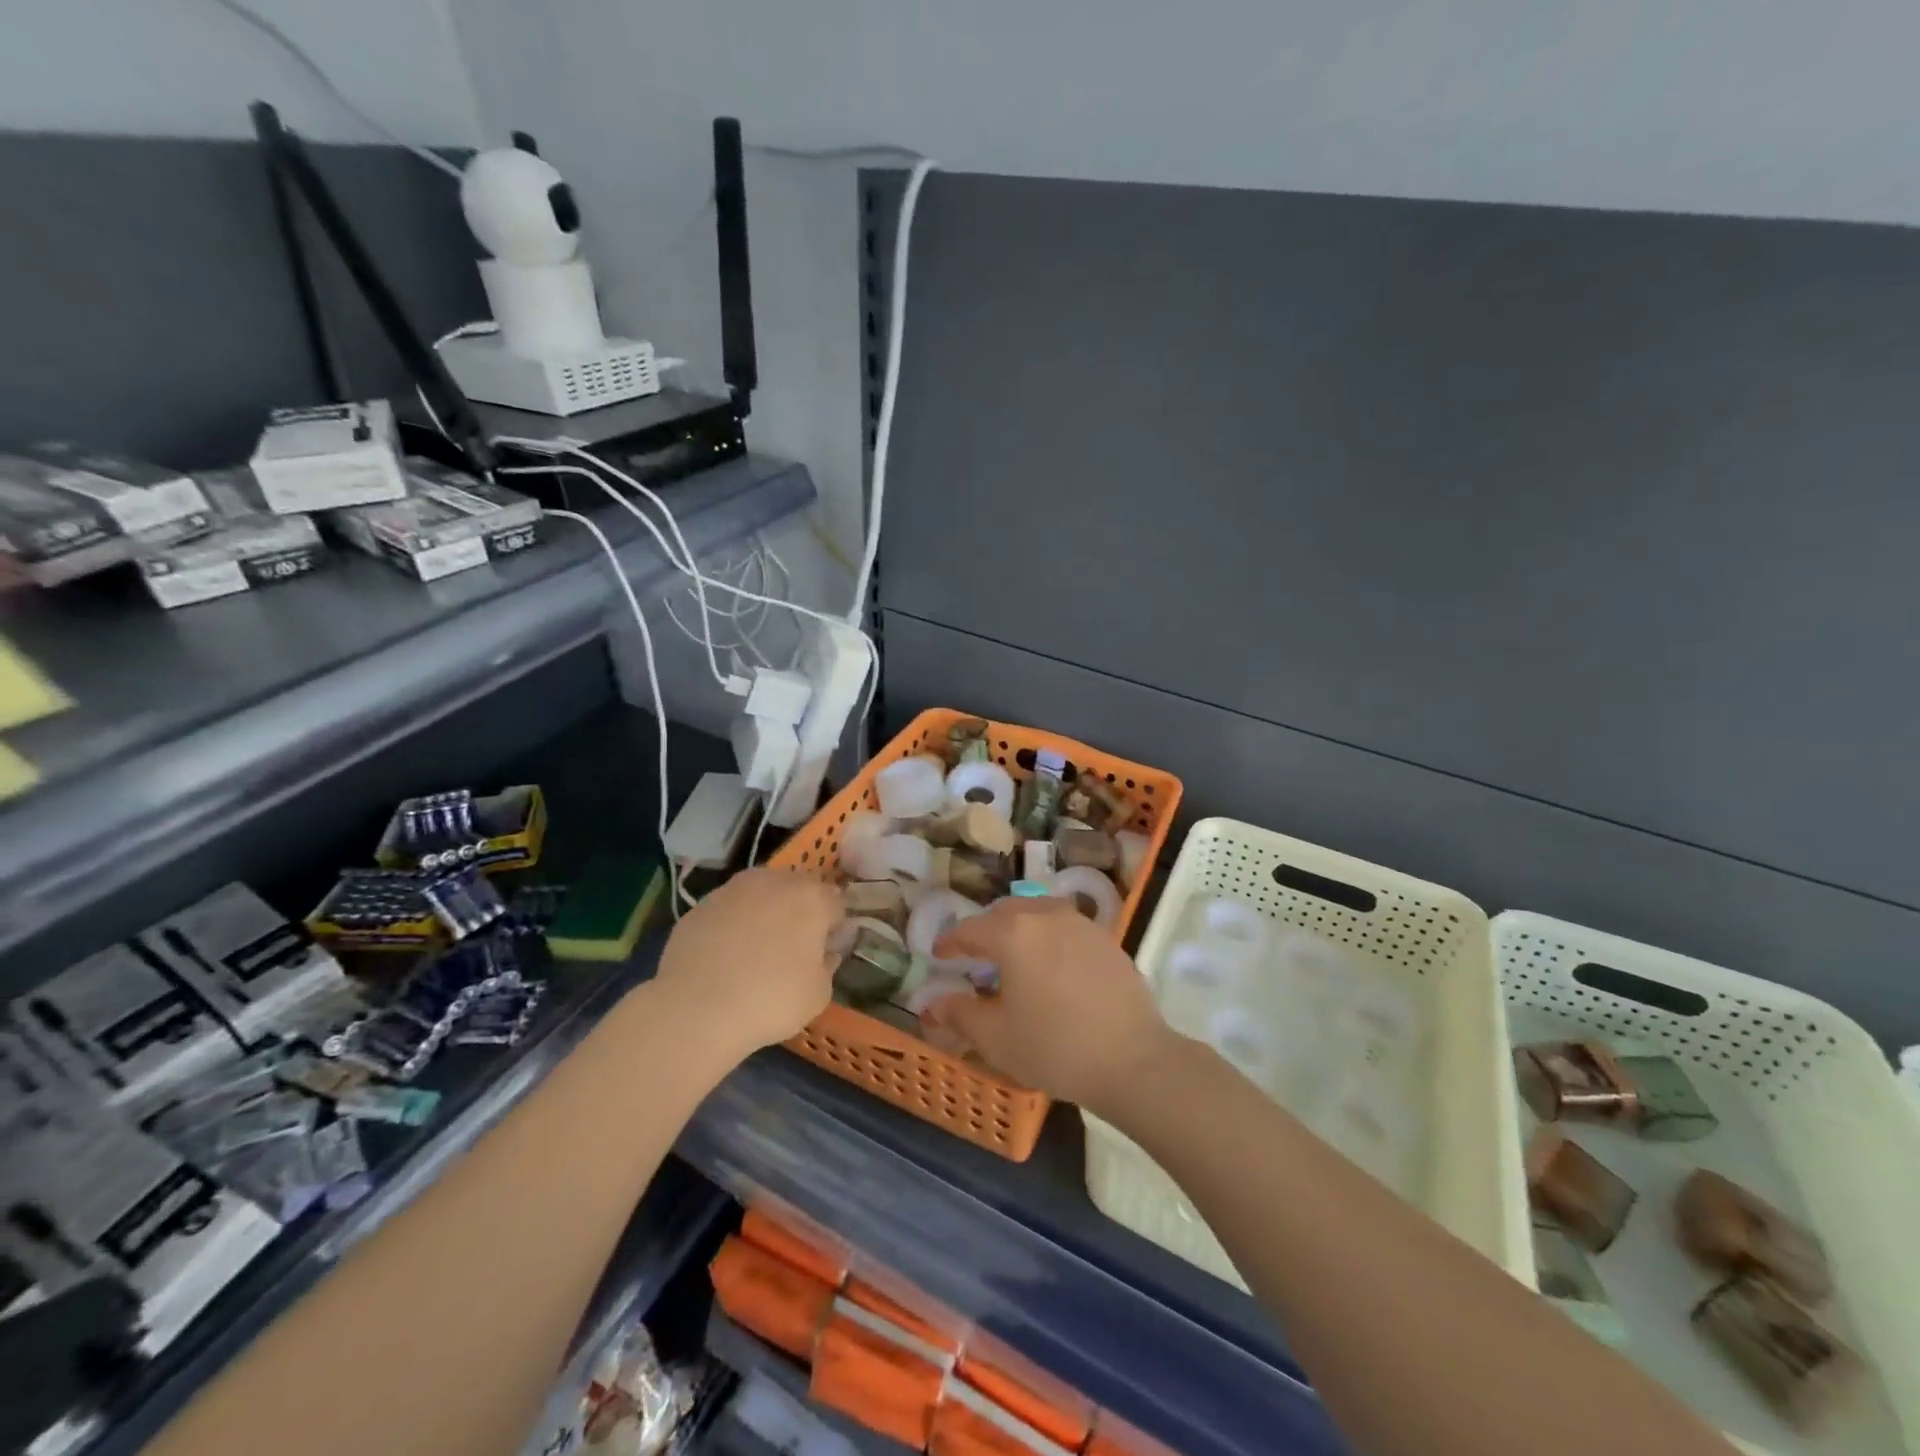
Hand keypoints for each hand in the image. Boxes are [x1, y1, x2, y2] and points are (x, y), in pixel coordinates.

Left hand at [653, 868, 841, 1059]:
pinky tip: (725, 956)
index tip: (825, 952)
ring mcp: (733, 889)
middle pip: (797, 890)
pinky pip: (729, 910)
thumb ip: (828, 965)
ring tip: (755, 949)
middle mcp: (775, 881)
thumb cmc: (770, 1000)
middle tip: (792, 949)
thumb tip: (825, 953)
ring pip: (760, 894)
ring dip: (764, 912)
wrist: (696, 1009)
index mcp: (812, 898)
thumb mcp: (818, 994)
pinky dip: (732, 924)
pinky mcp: (701, 904)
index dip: (834, 928)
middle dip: (799, 912)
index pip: (836, 903)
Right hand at [926, 898, 1171, 1115]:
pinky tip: (1051, 964)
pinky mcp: (1106, 939)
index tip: (939, 955)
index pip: (970, 929)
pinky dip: (1048, 935)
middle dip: (985, 928)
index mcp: (1013, 934)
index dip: (950, 942)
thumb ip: (959, 1014)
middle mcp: (1045, 916)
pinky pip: (1066, 925)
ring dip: (1018, 926)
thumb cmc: (1055, 1048)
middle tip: (974, 954)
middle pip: (1005, 912)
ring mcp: (1080, 924)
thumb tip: (931, 1004)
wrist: (1133, 1060)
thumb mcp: (997, 1038)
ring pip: (1038, 912)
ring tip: (1013, 954)